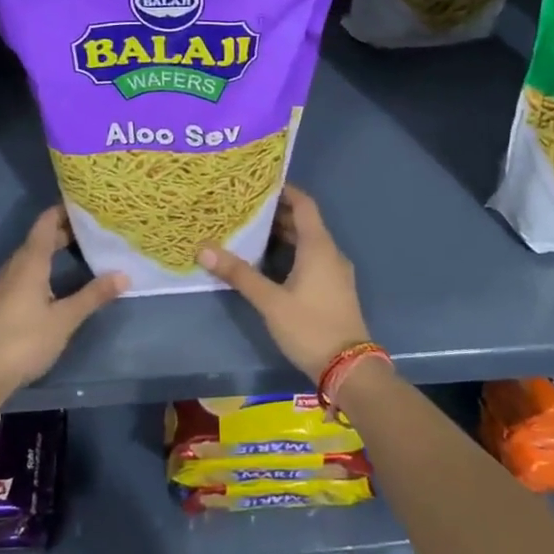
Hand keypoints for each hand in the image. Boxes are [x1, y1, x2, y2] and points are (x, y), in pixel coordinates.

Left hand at [0, 207, 125, 392]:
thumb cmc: (25, 339)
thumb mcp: (65, 318)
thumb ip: (93, 295)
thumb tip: (124, 275)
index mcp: (30, 261)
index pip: (46, 222)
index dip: (64, 210)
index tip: (88, 205)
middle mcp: (16, 266)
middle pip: (40, 238)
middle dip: (65, 231)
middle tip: (95, 230)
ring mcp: (6, 284)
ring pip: (32, 256)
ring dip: (54, 250)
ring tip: (82, 251)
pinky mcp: (3, 302)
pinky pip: (27, 272)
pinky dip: (45, 267)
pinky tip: (59, 280)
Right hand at [197, 185, 371, 382]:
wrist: (349, 368)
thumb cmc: (310, 327)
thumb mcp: (270, 301)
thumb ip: (239, 274)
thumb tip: (203, 249)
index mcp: (319, 247)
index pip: (304, 204)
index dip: (284, 191)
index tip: (259, 184)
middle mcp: (330, 253)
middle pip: (304, 222)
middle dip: (277, 213)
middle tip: (245, 209)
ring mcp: (335, 272)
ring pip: (308, 242)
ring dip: (283, 235)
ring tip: (251, 232)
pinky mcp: (334, 289)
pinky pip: (312, 259)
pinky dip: (292, 252)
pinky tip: (270, 263)